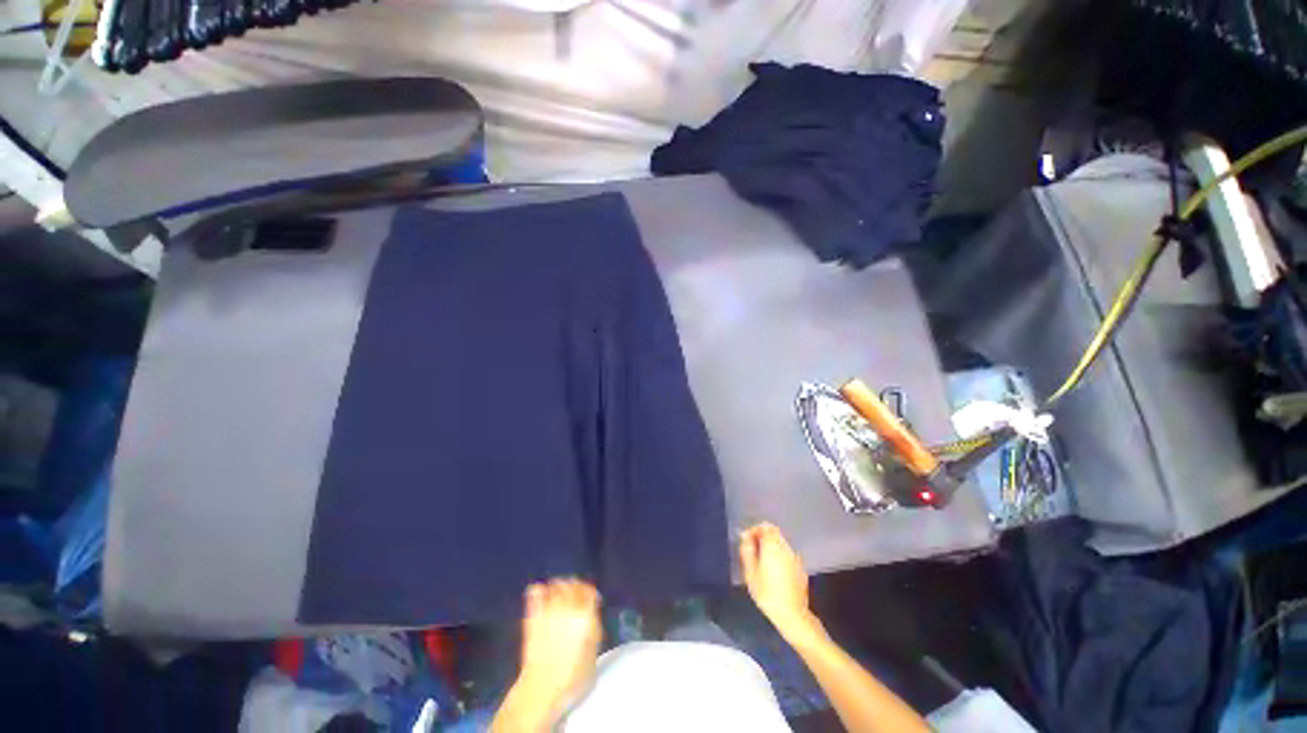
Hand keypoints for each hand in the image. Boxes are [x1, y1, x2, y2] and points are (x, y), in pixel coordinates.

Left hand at [511, 578, 602, 720]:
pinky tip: (540, 593)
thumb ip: (594, 630)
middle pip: (573, 584)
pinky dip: (538, 590)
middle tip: (575, 591)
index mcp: (586, 616)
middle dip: (575, 586)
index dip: (590, 593)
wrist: (542, 690)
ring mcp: (549, 610)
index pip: (590, 591)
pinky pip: (535, 593)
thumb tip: (592, 619)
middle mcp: (569, 607)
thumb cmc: (572, 679)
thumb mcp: (593, 655)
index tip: (591, 598)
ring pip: (555, 585)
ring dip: (558, 585)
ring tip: (559, 590)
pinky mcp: (533, 617)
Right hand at [739, 523, 823, 645]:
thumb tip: (745, 536)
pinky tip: (774, 573)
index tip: (747, 542)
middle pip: (774, 534)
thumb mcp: (750, 572)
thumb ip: (747, 550)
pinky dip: (779, 557)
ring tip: (761, 563)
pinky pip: (787, 555)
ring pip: (781, 544)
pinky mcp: (801, 568)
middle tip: (753, 553)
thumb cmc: (767, 593)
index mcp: (773, 545)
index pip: (766, 526)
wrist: (793, 615)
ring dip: (771, 548)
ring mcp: (795, 558)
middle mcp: (786, 547)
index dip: (755, 530)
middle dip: (762, 538)